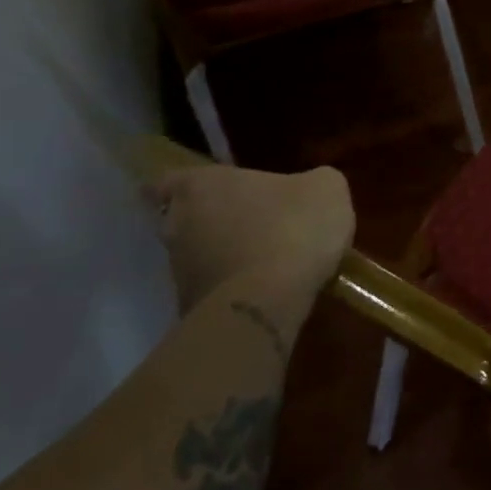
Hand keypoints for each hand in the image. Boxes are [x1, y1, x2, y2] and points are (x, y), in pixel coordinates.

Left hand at [149, 164, 353, 313]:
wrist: (267, 302)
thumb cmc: (292, 227)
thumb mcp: (325, 189)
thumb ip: (311, 181)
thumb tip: (309, 189)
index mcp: (201, 186)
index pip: (165, 182)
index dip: (181, 186)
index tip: (199, 192)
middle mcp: (178, 225)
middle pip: (183, 219)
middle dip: (210, 221)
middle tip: (245, 223)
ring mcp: (179, 271)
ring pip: (197, 256)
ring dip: (223, 256)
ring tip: (264, 262)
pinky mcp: (190, 308)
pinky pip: (213, 290)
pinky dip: (233, 287)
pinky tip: (266, 290)